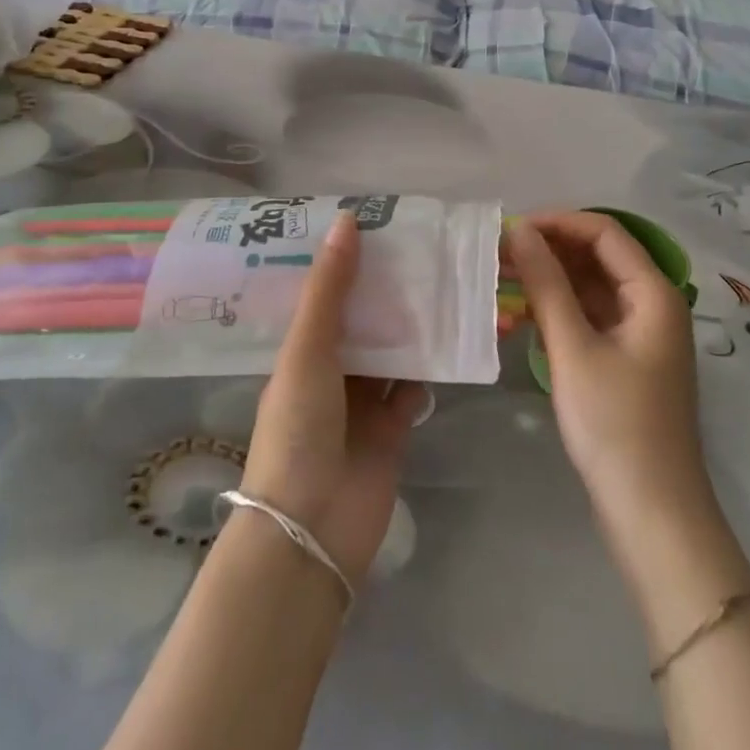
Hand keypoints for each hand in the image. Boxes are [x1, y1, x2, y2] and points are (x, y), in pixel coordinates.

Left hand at [241, 211, 428, 581]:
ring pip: (392, 351)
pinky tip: (451, 337)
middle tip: (420, 245)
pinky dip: (429, 368)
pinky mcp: (392, 429)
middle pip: (362, 320)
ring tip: (442, 279)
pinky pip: (413, 389)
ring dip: (411, 325)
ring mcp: (362, 401)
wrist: (312, 529)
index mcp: (301, 349)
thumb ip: (329, 289)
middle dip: (385, 289)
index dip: (343, 260)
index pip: (323, 294)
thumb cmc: (298, 429)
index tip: (372, 221)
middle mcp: (331, 370)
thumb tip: (347, 220)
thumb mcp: (307, 350)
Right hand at [503, 213, 714, 533]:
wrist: (652, 514)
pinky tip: (521, 314)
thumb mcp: (574, 348)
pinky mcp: (625, 360)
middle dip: (550, 250)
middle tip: (498, 255)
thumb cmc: (615, 425)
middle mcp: (652, 304)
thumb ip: (546, 283)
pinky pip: (590, 317)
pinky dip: (558, 310)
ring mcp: (640, 334)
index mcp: (653, 293)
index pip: (604, 232)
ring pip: (591, 287)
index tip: (511, 229)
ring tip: (501, 280)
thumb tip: (519, 230)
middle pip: (599, 257)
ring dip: (550, 280)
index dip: (558, 222)